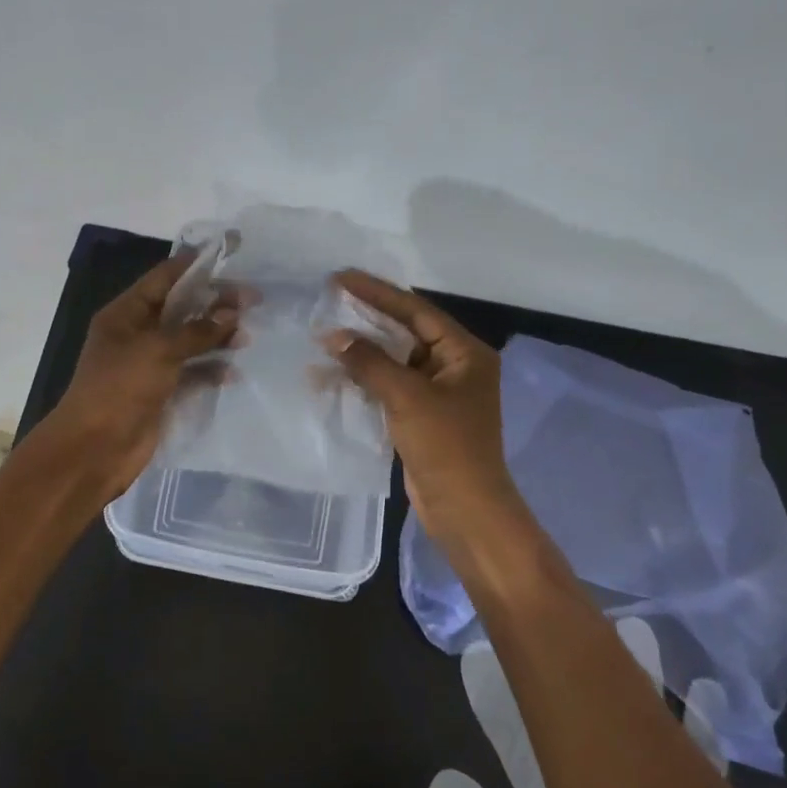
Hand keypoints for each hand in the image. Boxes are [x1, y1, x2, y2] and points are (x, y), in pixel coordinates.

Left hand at [44, 252, 239, 499]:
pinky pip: (190, 374)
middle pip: (181, 309)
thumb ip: (197, 331)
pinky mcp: (160, 393)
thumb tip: (232, 313)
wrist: (94, 449)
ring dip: (216, 338)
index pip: (163, 278)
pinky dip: (210, 371)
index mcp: (126, 314)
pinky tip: (233, 372)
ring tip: (247, 337)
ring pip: (189, 342)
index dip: (195, 265)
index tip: (228, 253)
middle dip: (214, 303)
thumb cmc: (120, 388)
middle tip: (252, 300)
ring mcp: (148, 365)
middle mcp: (137, 334)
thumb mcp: (158, 351)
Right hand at [320, 270, 527, 557]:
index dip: (377, 293)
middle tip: (329, 300)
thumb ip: (369, 362)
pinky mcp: (421, 415)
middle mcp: (454, 366)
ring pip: (393, 361)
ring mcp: (437, 392)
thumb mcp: (407, 397)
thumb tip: (333, 336)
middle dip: (366, 320)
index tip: (341, 277)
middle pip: (404, 332)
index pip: (416, 310)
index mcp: (464, 352)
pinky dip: (363, 380)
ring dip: (360, 353)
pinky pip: (388, 386)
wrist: (465, 510)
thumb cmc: (445, 446)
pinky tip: (331, 376)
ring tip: (322, 338)